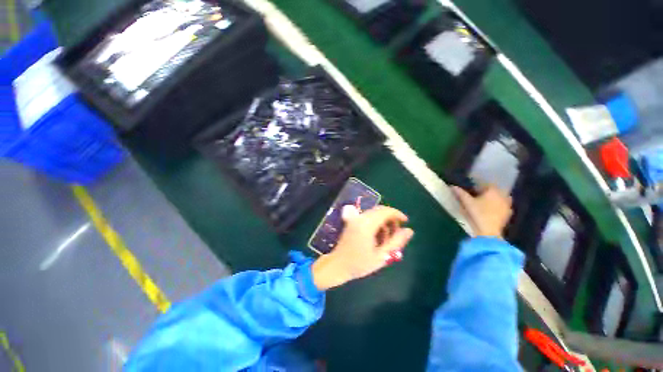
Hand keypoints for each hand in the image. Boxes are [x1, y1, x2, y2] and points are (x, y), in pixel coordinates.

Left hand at [312, 206, 413, 290]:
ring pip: (374, 214)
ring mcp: (355, 219)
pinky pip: (367, 218)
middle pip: (380, 210)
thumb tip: (409, 230)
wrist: (337, 265)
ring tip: (388, 238)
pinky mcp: (352, 222)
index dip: (397, 214)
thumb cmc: (359, 263)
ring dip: (383, 221)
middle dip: (391, 219)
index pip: (385, 211)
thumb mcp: (381, 255)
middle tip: (397, 232)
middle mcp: (360, 217)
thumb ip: (396, 242)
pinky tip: (378, 237)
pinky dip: (376, 223)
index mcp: (367, 224)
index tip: (406, 222)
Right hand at [452, 184, 512, 238]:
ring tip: (483, 202)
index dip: (478, 184)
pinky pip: (502, 206)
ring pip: (500, 198)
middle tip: (476, 194)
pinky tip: (489, 210)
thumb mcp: (467, 202)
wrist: (488, 232)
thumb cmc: (477, 214)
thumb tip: (452, 186)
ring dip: (493, 198)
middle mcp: (503, 196)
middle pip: (494, 190)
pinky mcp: (508, 214)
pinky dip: (497, 206)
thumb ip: (460, 193)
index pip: (486, 183)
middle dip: (486, 191)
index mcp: (494, 191)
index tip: (471, 187)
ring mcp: (507, 205)